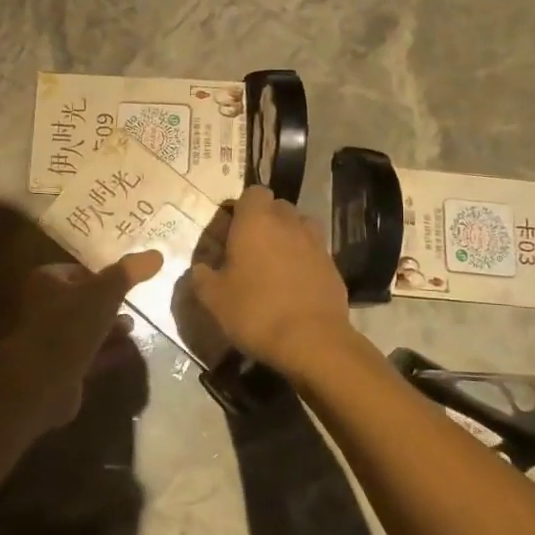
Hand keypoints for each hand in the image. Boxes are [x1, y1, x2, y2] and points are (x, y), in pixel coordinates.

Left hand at [7, 250, 162, 429]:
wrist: (43, 381)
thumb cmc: (69, 326)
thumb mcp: (103, 293)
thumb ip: (128, 273)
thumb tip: (156, 254)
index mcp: (47, 282)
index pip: (78, 270)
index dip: (102, 274)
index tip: (129, 279)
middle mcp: (44, 307)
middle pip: (81, 300)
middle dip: (107, 303)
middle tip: (134, 303)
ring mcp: (51, 339)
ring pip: (85, 328)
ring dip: (108, 327)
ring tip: (133, 326)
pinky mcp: (60, 366)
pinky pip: (89, 353)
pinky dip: (107, 351)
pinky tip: (129, 351)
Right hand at [189, 186, 353, 376]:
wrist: (311, 341)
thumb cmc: (255, 311)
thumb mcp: (213, 299)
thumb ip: (202, 277)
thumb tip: (201, 269)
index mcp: (256, 221)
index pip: (253, 192)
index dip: (242, 207)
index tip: (231, 228)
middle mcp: (288, 223)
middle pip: (278, 206)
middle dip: (265, 220)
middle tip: (249, 247)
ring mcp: (315, 243)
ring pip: (300, 226)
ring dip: (287, 236)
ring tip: (274, 262)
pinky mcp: (333, 266)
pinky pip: (314, 252)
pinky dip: (303, 260)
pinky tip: (293, 284)